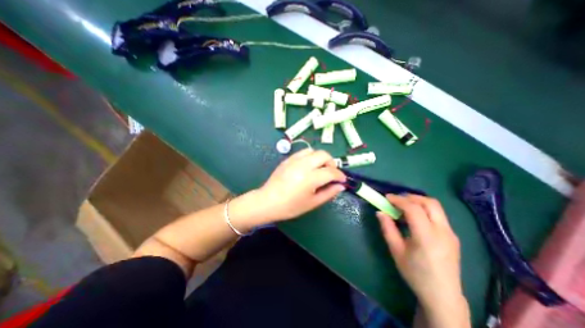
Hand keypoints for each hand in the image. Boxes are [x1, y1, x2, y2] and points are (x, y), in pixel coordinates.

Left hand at [256, 149, 346, 222]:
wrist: (268, 201)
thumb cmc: (290, 206)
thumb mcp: (312, 203)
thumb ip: (329, 193)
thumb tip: (341, 186)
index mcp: (310, 178)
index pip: (331, 171)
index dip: (340, 175)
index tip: (342, 180)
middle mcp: (303, 165)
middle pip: (324, 155)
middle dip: (331, 163)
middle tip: (331, 173)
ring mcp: (294, 160)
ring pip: (313, 151)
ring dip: (320, 158)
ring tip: (320, 169)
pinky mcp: (288, 159)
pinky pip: (303, 152)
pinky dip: (310, 157)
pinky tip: (308, 167)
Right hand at [378, 194, 469, 327]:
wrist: (443, 296)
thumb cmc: (415, 273)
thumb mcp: (396, 251)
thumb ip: (388, 228)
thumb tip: (380, 212)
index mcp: (427, 237)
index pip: (414, 209)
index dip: (398, 200)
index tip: (386, 198)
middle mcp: (443, 232)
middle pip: (429, 203)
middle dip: (410, 197)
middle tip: (396, 200)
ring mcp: (451, 233)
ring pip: (436, 207)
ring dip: (418, 202)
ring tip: (403, 207)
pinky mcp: (453, 236)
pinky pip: (438, 215)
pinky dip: (424, 209)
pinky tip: (414, 218)